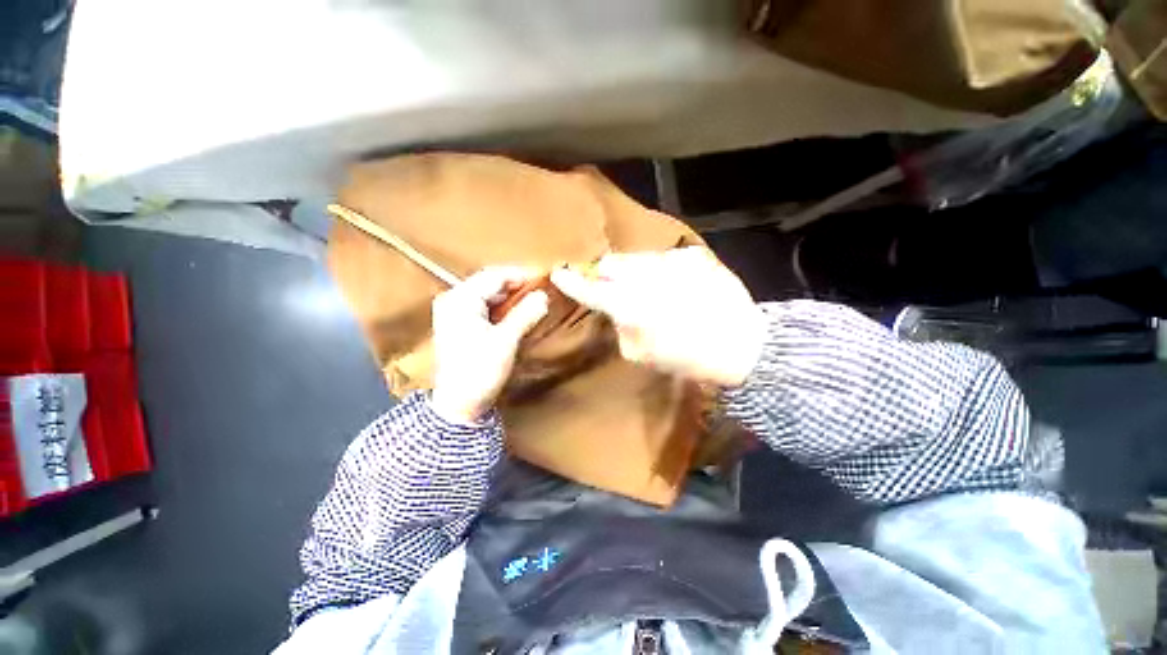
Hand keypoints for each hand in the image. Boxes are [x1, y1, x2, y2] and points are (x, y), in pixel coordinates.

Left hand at [430, 267, 549, 423]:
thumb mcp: (505, 341)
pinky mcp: (460, 323)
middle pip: (490, 283)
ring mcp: (454, 311)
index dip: (521, 274)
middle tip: (542, 288)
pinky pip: (484, 306)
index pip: (494, 276)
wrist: (459, 403)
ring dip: (511, 296)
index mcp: (460, 299)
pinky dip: (502, 307)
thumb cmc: (480, 371)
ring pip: (488, 294)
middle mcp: (454, 299)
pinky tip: (517, 311)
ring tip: (534, 299)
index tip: (545, 276)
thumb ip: (525, 314)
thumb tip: (544, 296)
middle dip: (517, 285)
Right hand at [550, 247, 764, 386]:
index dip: (571, 282)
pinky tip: (677, 287)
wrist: (742, 342)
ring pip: (636, 258)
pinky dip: (662, 271)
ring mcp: (669, 261)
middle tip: (614, 288)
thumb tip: (617, 313)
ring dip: (634, 272)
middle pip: (609, 263)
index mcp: (629, 305)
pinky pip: (665, 259)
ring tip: (651, 289)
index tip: (559, 274)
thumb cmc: (688, 357)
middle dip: (606, 274)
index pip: (589, 289)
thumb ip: (621, 329)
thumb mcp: (642, 356)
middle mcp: (644, 275)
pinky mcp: (691, 256)